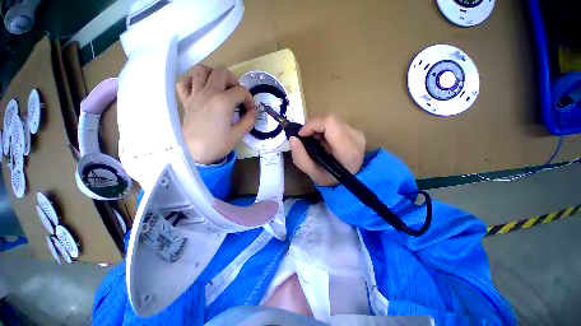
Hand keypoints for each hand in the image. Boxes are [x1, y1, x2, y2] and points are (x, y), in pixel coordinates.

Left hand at [177, 65, 257, 163]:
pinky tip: (201, 90)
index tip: (250, 110)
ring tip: (220, 88)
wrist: (195, 152)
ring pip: (202, 70)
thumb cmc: (218, 144)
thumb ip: (249, 120)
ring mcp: (195, 94)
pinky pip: (185, 82)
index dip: (249, 100)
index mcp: (223, 102)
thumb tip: (253, 111)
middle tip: (236, 94)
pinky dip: (193, 81)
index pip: (241, 91)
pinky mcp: (186, 100)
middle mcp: (208, 92)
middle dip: (234, 81)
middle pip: (222, 72)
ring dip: (214, 75)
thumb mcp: (239, 134)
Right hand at [289, 115, 365, 185]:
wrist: (349, 181)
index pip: (330, 124)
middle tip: (306, 138)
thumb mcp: (312, 173)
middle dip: (314, 126)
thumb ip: (300, 157)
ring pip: (333, 120)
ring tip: (314, 140)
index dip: (312, 125)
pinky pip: (337, 123)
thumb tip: (292, 138)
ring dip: (319, 128)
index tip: (301, 134)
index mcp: (347, 151)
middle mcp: (356, 139)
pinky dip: (325, 129)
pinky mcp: (356, 132)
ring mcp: (358, 134)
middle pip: (331, 120)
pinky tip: (322, 140)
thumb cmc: (330, 179)